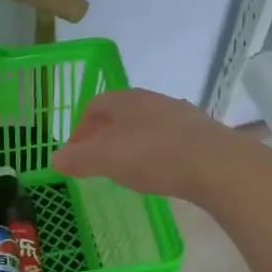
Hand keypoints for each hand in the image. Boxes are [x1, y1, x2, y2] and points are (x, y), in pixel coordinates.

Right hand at [50, 88, 253, 202]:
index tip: (74, 154)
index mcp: (125, 99)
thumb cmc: (151, 155)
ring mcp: (180, 114)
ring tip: (128, 169)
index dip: (79, 129)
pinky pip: (169, 139)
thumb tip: (56, 159)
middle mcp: (152, 99)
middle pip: (121, 114)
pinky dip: (157, 152)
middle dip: (105, 136)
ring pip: (146, 125)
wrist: (215, 163)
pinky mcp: (202, 134)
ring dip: (132, 143)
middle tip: (98, 162)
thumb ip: (78, 158)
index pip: (93, 106)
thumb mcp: (104, 159)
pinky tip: (160, 172)